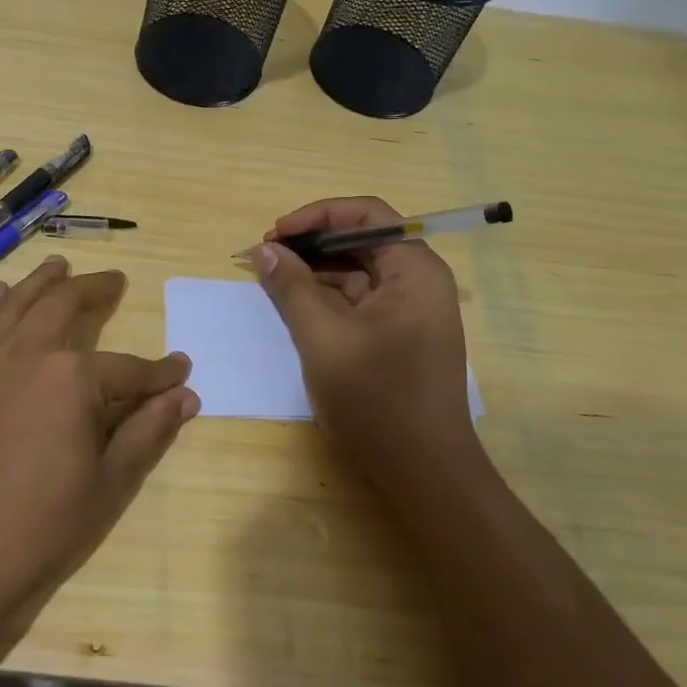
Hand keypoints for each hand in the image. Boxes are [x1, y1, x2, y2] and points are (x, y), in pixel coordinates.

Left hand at [0, 255, 197, 658]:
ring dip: (41, 282)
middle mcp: (26, 352)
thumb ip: (148, 432)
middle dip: (94, 291)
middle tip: (113, 281)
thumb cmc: (38, 528)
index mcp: (72, 378)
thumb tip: (185, 396)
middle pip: (64, 306)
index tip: (180, 370)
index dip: (158, 372)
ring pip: (16, 303)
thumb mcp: (108, 484)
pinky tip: (0, 295)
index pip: (129, 368)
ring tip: (58, 265)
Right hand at [252, 197, 481, 495]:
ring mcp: (410, 310)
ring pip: (357, 271)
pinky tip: (294, 306)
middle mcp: (418, 281)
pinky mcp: (398, 335)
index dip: (317, 216)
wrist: (424, 472)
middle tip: (265, 258)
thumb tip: (262, 250)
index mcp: (414, 270)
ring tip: (271, 281)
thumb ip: (291, 287)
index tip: (275, 235)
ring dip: (314, 271)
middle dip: (311, 243)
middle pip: (361, 240)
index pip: (366, 214)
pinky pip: (358, 300)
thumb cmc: (377, 399)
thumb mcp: (323, 338)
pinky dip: (325, 297)